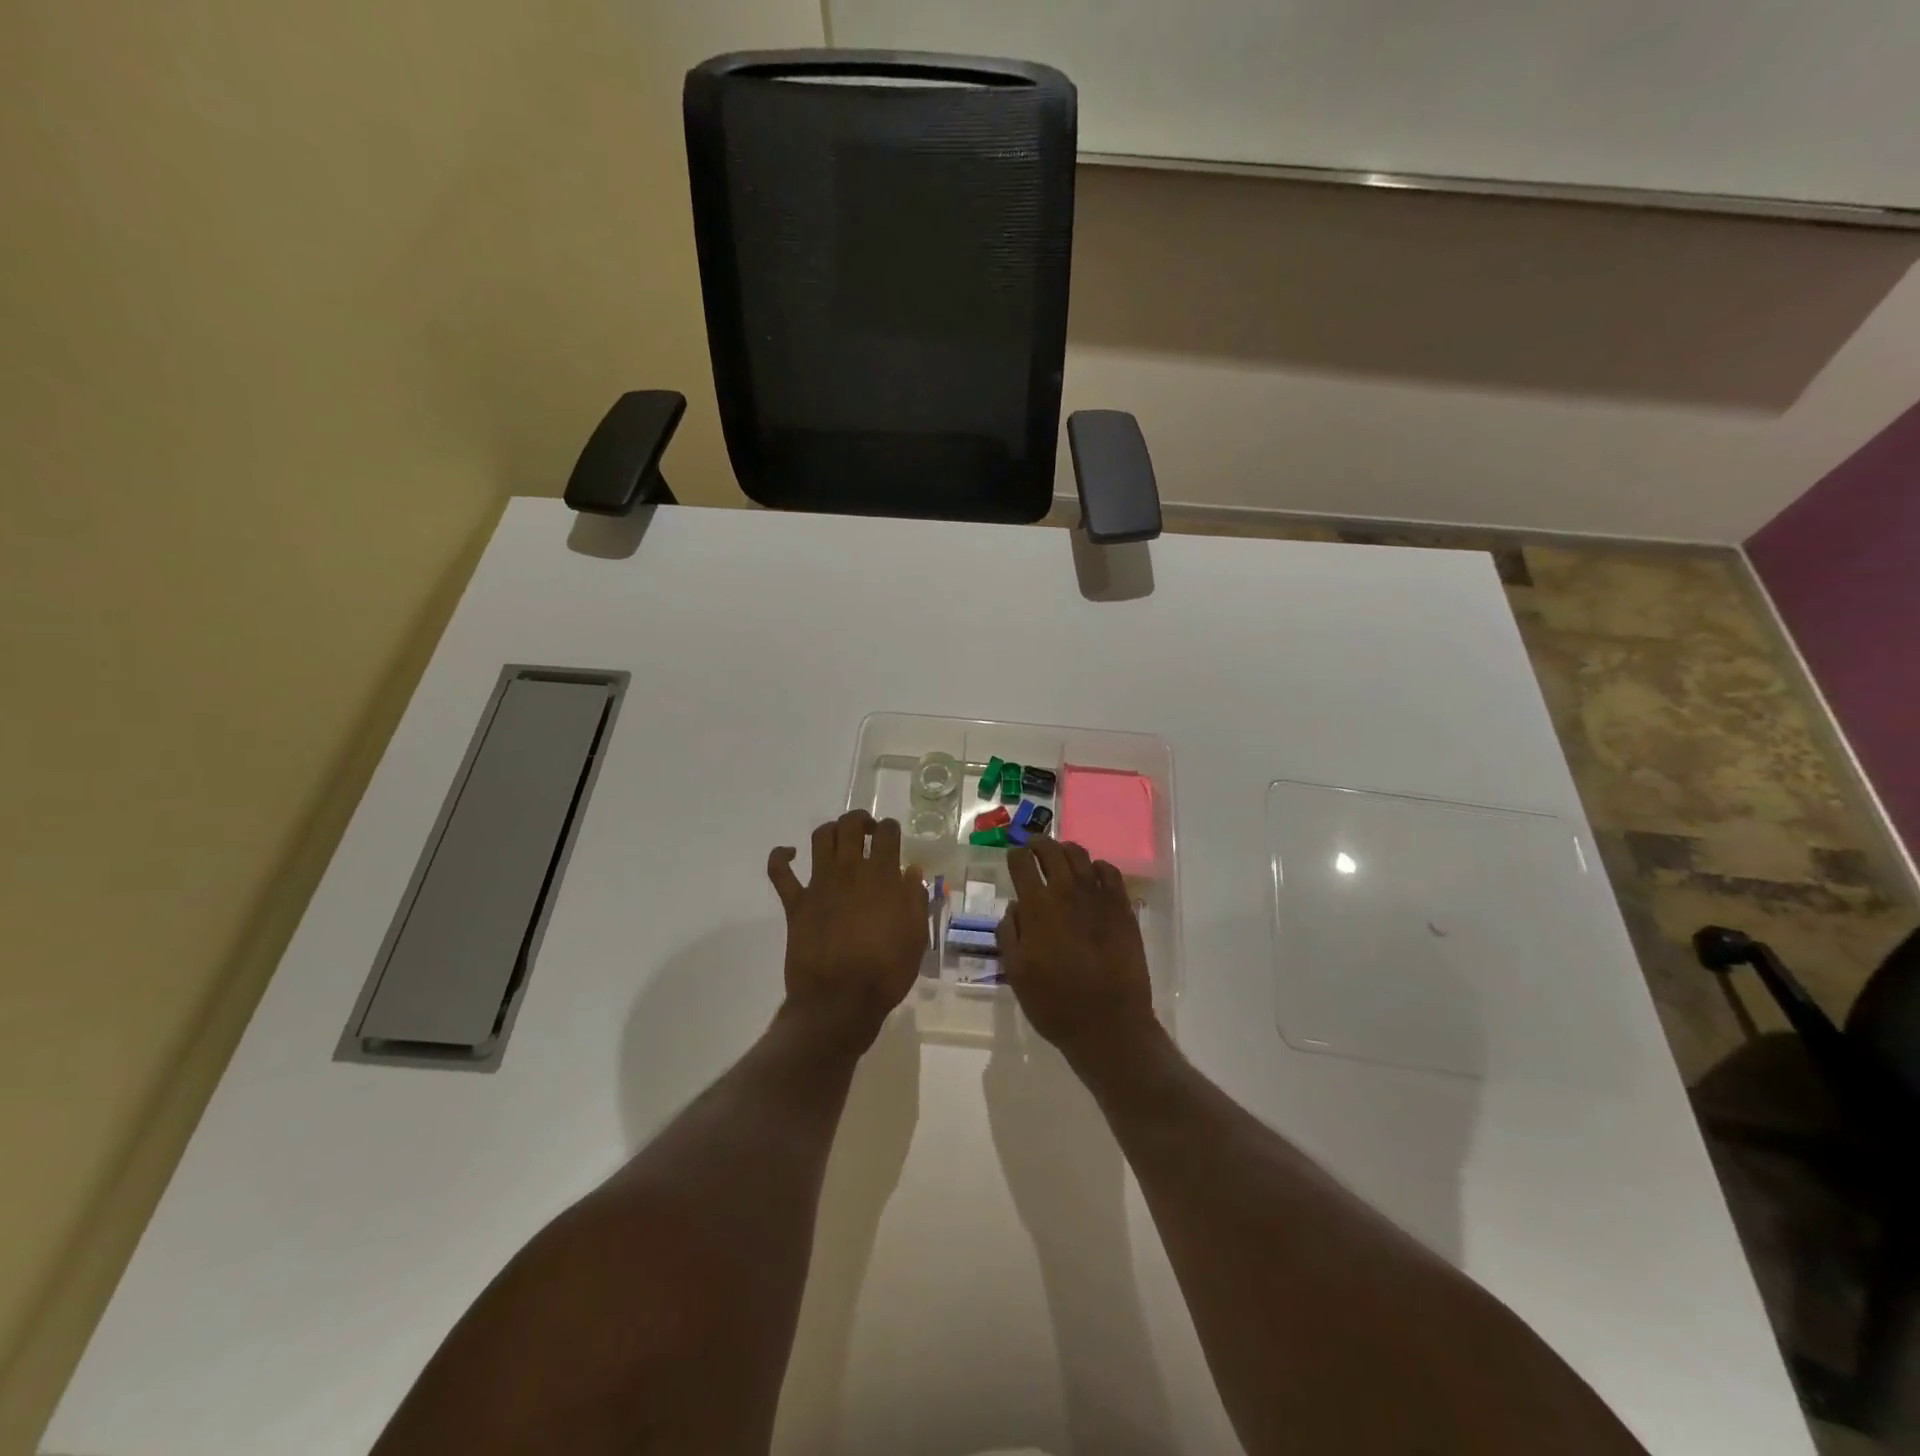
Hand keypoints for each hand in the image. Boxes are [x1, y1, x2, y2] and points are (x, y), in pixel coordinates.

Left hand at [768, 811, 926, 1050]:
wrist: (841, 1000)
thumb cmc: (886, 971)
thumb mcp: (916, 936)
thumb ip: (915, 898)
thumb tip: (911, 870)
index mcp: (883, 876)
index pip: (887, 833)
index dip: (890, 829)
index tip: (892, 838)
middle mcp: (850, 871)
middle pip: (850, 825)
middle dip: (860, 821)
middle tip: (866, 833)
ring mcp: (819, 884)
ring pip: (820, 838)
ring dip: (830, 831)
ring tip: (838, 840)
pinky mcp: (795, 903)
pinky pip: (780, 872)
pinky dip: (780, 857)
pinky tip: (788, 854)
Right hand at [997, 837, 1157, 1058]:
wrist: (1108, 1024)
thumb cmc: (1055, 1003)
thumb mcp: (1016, 973)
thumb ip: (1010, 933)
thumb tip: (1015, 907)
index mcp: (1037, 907)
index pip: (1022, 864)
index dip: (1015, 856)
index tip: (1013, 856)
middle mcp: (1067, 892)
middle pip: (1052, 851)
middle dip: (1039, 844)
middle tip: (1033, 846)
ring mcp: (1099, 897)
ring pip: (1081, 856)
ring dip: (1066, 850)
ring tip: (1061, 854)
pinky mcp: (1122, 908)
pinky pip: (1110, 873)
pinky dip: (1097, 866)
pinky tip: (1093, 874)